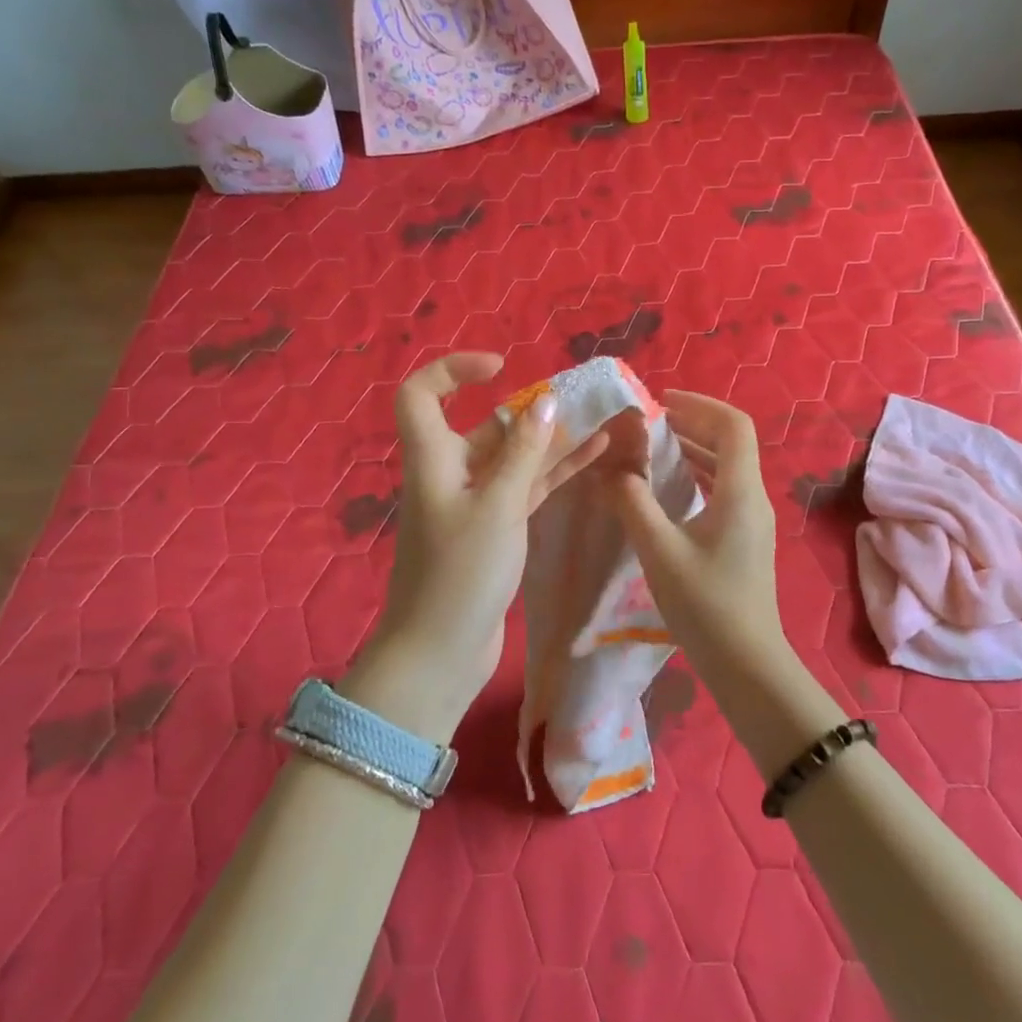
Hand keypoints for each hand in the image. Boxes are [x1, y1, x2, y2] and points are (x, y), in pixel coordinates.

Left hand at [344, 353, 607, 740]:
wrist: (440, 653)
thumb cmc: (460, 573)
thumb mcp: (498, 507)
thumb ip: (523, 452)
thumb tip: (546, 402)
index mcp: (433, 459)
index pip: (421, 394)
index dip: (452, 370)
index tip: (500, 368)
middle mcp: (450, 474)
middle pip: (483, 427)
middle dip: (528, 411)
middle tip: (578, 401)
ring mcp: (474, 504)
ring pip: (513, 460)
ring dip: (551, 443)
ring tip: (600, 422)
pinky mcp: (494, 531)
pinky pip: (525, 490)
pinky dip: (553, 474)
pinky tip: (594, 458)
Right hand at [605, 391, 785, 666]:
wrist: (746, 663)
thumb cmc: (705, 605)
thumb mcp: (660, 551)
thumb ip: (633, 503)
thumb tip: (611, 470)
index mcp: (741, 492)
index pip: (733, 425)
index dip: (700, 405)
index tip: (661, 402)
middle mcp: (753, 498)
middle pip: (731, 442)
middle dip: (693, 423)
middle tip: (651, 422)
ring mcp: (752, 519)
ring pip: (727, 467)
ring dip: (694, 449)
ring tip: (654, 446)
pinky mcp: (745, 538)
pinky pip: (724, 489)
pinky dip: (698, 475)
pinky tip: (669, 486)